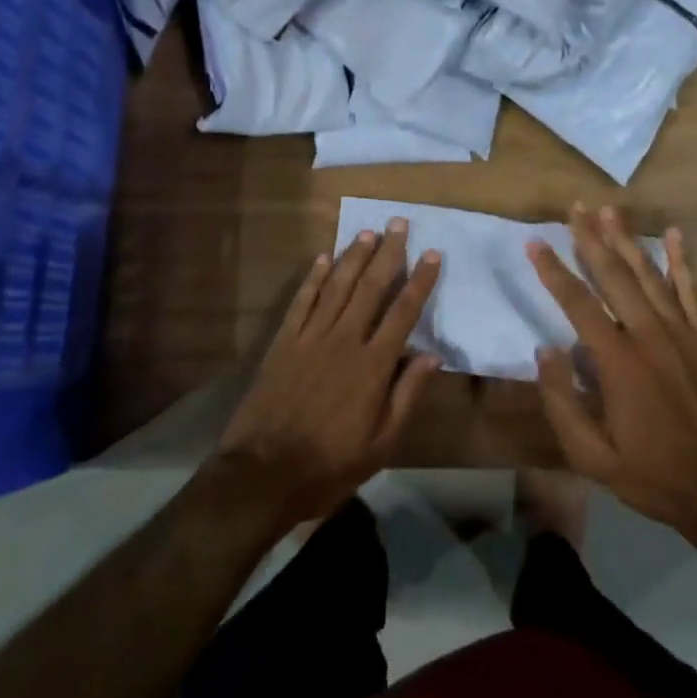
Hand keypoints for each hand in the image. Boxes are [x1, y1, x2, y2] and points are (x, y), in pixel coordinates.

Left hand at [216, 219, 441, 532]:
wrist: (264, 474)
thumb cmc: (330, 464)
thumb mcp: (382, 443)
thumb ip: (407, 395)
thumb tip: (432, 356)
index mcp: (373, 365)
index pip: (403, 313)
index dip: (420, 281)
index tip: (432, 254)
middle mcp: (344, 340)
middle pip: (371, 288)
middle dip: (388, 253)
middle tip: (399, 223)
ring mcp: (310, 337)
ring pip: (337, 286)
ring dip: (353, 257)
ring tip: (369, 232)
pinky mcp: (283, 342)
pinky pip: (301, 301)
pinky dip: (312, 278)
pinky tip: (322, 258)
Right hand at [528, 204, 696, 551]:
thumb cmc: (651, 474)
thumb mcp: (591, 455)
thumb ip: (562, 401)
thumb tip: (546, 349)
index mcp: (618, 361)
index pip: (578, 303)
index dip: (553, 270)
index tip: (534, 242)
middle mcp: (649, 335)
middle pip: (614, 275)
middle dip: (591, 238)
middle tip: (574, 208)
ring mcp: (681, 333)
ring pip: (649, 275)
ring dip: (627, 240)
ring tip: (609, 210)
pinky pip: (691, 291)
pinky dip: (683, 261)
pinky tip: (676, 234)